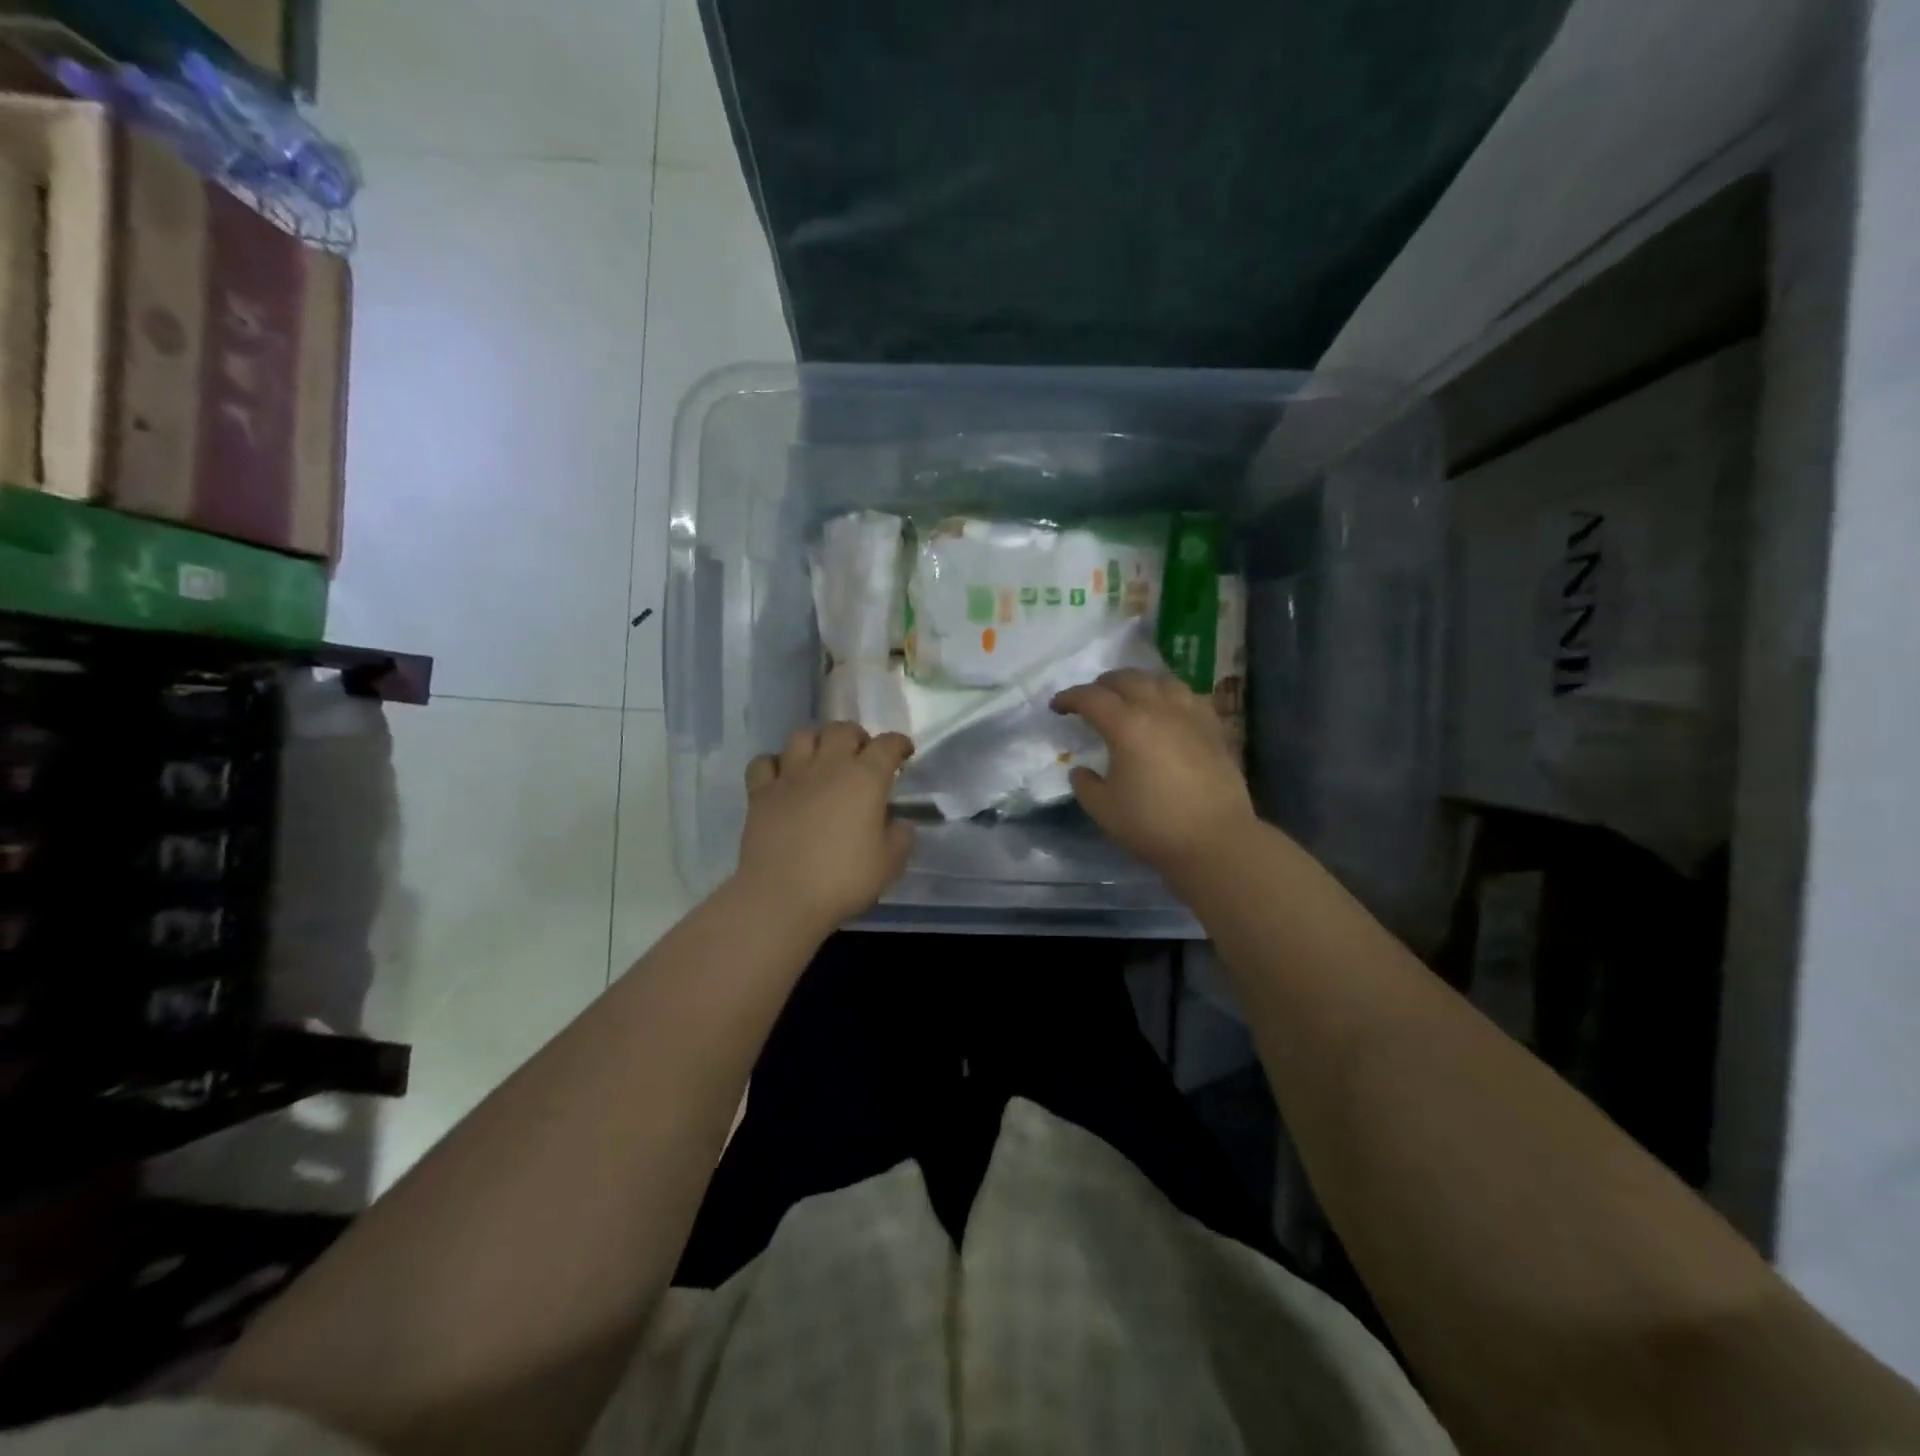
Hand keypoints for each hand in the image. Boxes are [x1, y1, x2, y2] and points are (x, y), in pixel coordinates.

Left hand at [735, 723, 915, 933]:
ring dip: (817, 741)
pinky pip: (765, 762)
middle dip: (857, 736)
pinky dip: (775, 764)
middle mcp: (828, 766)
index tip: (904, 753)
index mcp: (865, 779)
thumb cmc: (843, 880)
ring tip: (823, 758)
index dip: (899, 744)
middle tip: (862, 754)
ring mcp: (790, 776)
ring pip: (802, 735)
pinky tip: (783, 777)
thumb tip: (899, 823)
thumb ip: (901, 837)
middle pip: (842, 730)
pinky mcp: (760, 793)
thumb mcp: (890, 864)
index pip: (887, 745)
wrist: (782, 897)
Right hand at [1051, 669, 1257, 876]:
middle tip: (1091, 699)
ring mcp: (1190, 715)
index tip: (1057, 706)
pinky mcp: (1214, 727)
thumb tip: (1082, 770)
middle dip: (1102, 685)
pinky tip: (1168, 710)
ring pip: (1161, 680)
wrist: (1215, 841)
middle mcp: (1159, 709)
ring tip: (1130, 696)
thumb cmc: (1153, 824)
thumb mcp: (1103, 809)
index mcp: (1126, 725)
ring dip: (1138, 682)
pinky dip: (1169, 694)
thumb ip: (1085, 784)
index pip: (1091, 698)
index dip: (1070, 698)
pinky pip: (1188, 696)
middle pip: (1127, 679)